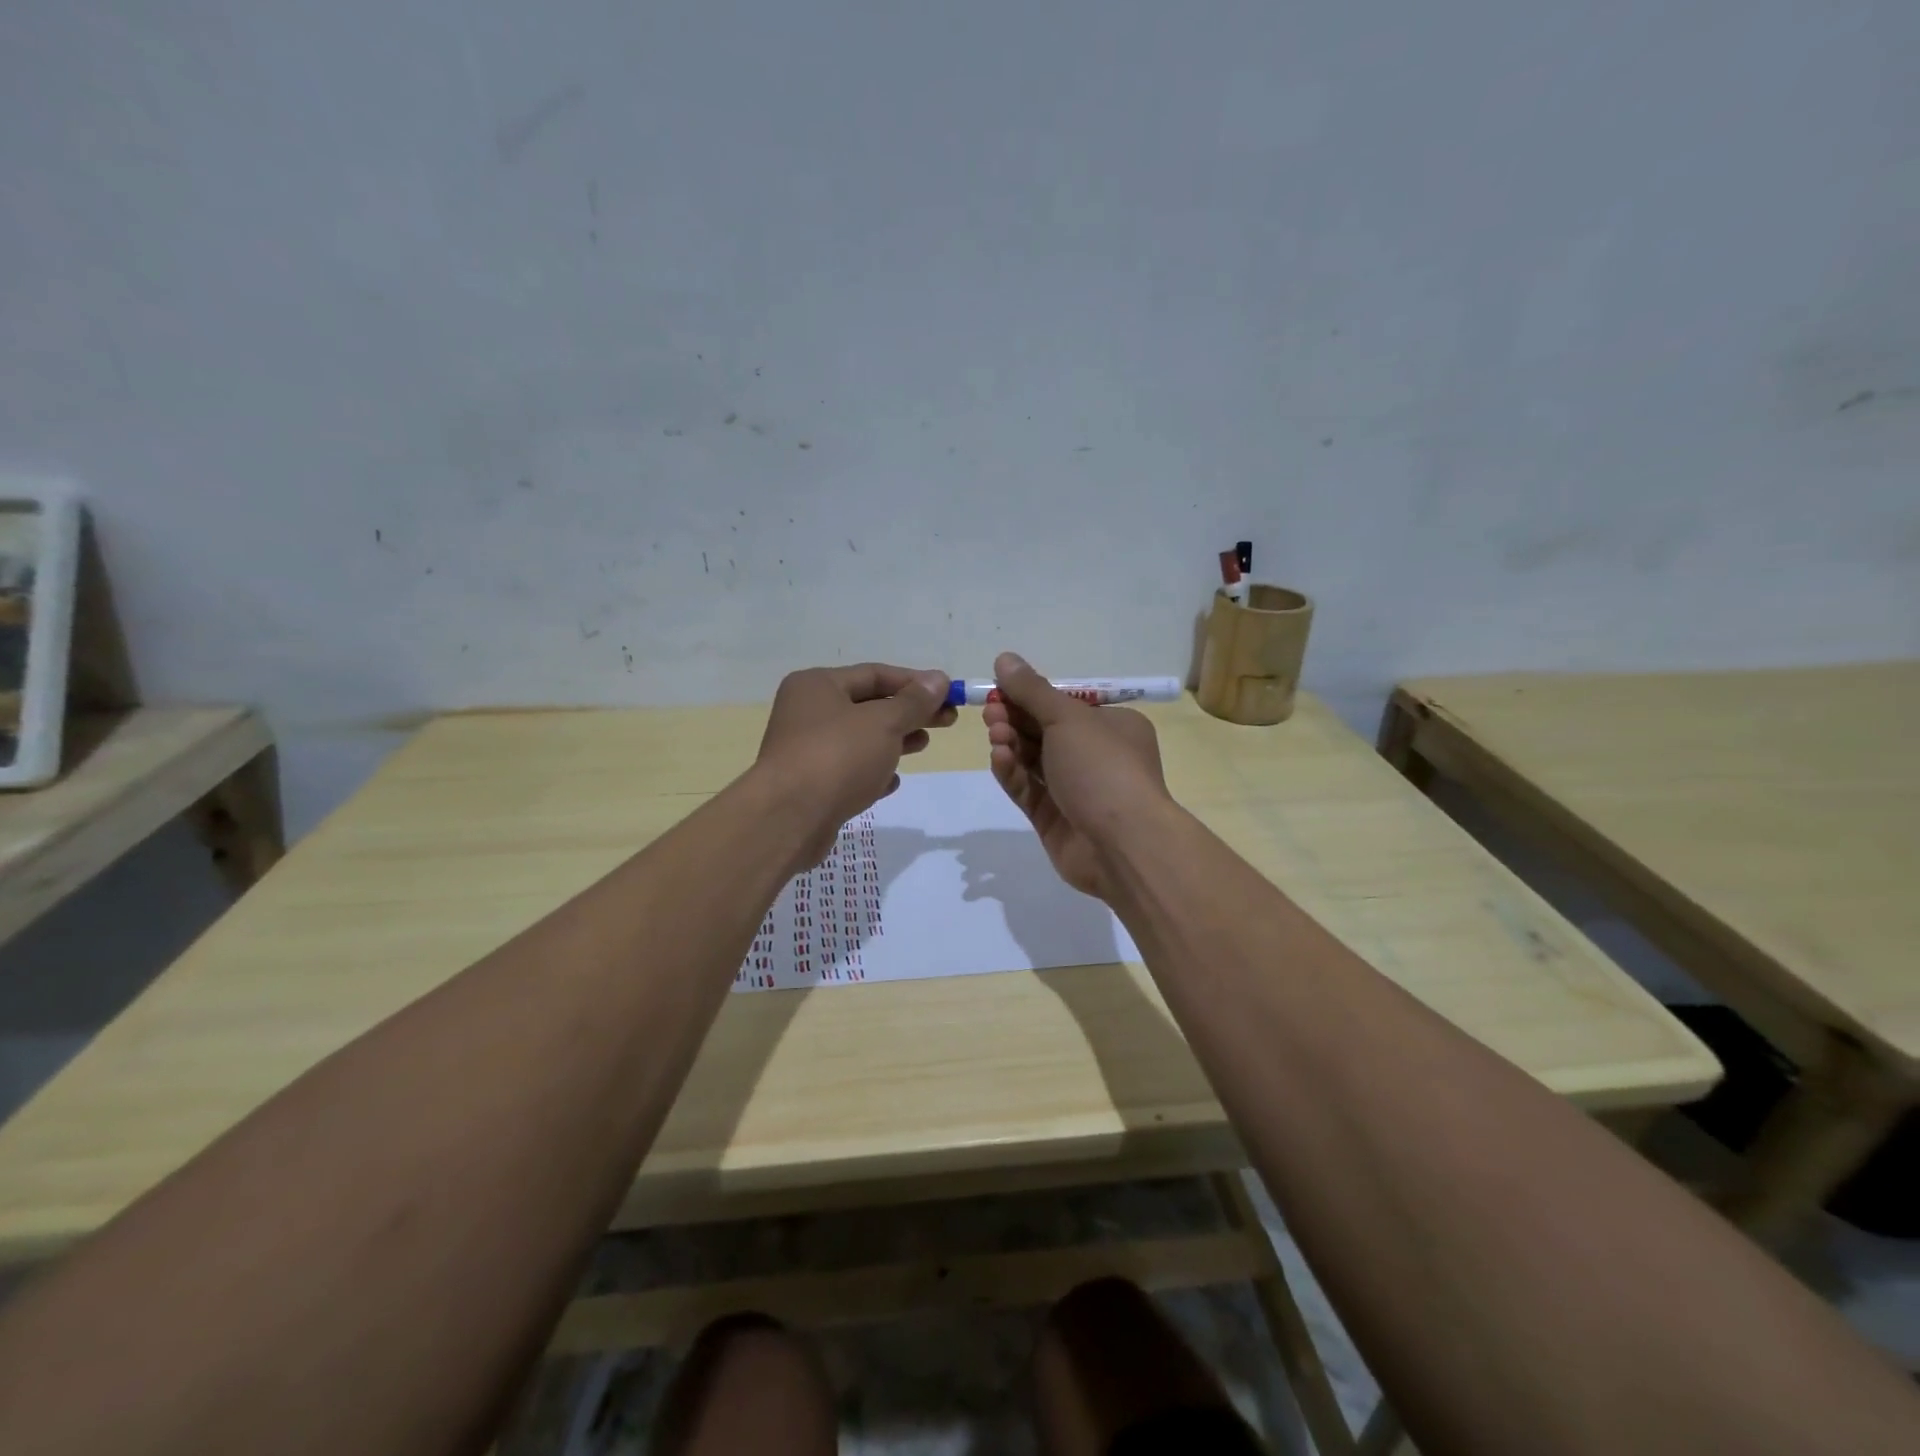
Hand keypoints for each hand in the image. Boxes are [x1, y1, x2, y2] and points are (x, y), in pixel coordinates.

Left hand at [756, 663, 954, 864]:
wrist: (789, 818)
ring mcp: (806, 750)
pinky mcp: (810, 785)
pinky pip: (849, 770)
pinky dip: (873, 771)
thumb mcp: (883, 723)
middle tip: (947, 720)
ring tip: (925, 745)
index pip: (874, 674)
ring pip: (860, 739)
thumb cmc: (837, 757)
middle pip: (869, 706)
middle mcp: (807, 712)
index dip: (915, 682)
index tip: (949, 693)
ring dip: (895, 740)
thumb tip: (939, 680)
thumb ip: (914, 702)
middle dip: (909, 712)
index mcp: (817, 685)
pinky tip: (893, 780)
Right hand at [983, 652, 1170, 900]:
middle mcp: (1096, 756)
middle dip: (1015, 720)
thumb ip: (1032, 690)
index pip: (1064, 706)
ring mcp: (1075, 790)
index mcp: (1112, 727)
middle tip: (990, 713)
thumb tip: (1005, 658)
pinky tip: (999, 759)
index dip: (1029, 697)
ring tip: (995, 735)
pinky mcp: (1054, 819)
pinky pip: (1028, 790)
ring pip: (1033, 761)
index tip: (999, 690)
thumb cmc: (1103, 768)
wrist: (1122, 844)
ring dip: (1011, 744)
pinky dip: (1012, 773)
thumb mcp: (1068, 718)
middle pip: (1044, 732)